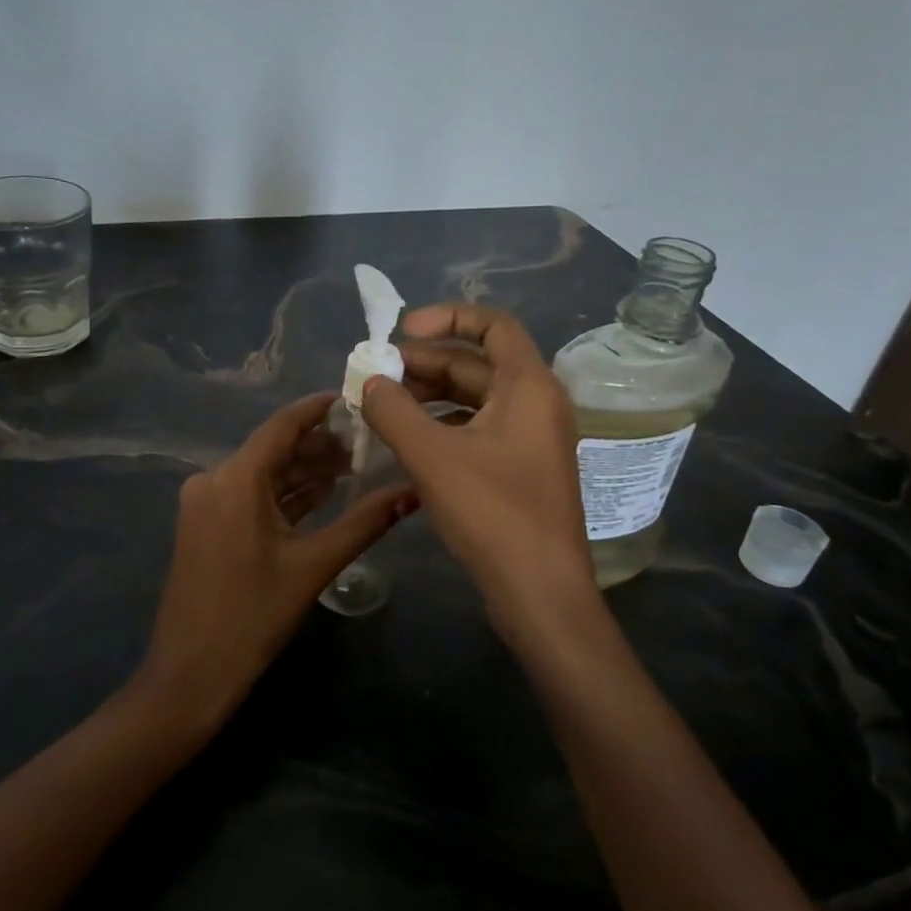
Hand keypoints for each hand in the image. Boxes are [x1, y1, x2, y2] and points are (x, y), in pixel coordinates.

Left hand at [137, 391, 416, 729]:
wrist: (190, 676)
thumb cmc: (252, 617)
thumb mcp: (314, 566)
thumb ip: (365, 522)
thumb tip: (414, 491)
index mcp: (235, 479)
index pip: (283, 425)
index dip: (319, 408)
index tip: (356, 398)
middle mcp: (214, 480)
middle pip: (274, 449)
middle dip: (320, 444)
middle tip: (368, 439)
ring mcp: (206, 504)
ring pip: (264, 474)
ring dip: (305, 471)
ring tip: (355, 464)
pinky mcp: (206, 526)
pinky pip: (251, 497)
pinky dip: (285, 495)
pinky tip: (323, 493)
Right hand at [360, 305, 595, 619]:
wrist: (540, 593)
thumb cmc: (493, 514)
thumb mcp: (432, 456)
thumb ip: (394, 410)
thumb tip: (370, 381)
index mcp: (528, 386)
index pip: (492, 324)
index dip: (447, 317)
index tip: (402, 331)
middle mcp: (536, 404)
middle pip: (477, 363)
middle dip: (424, 364)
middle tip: (377, 377)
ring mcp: (531, 439)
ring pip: (474, 400)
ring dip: (429, 397)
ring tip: (383, 408)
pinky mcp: (520, 470)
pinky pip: (478, 430)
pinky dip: (442, 427)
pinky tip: (408, 442)